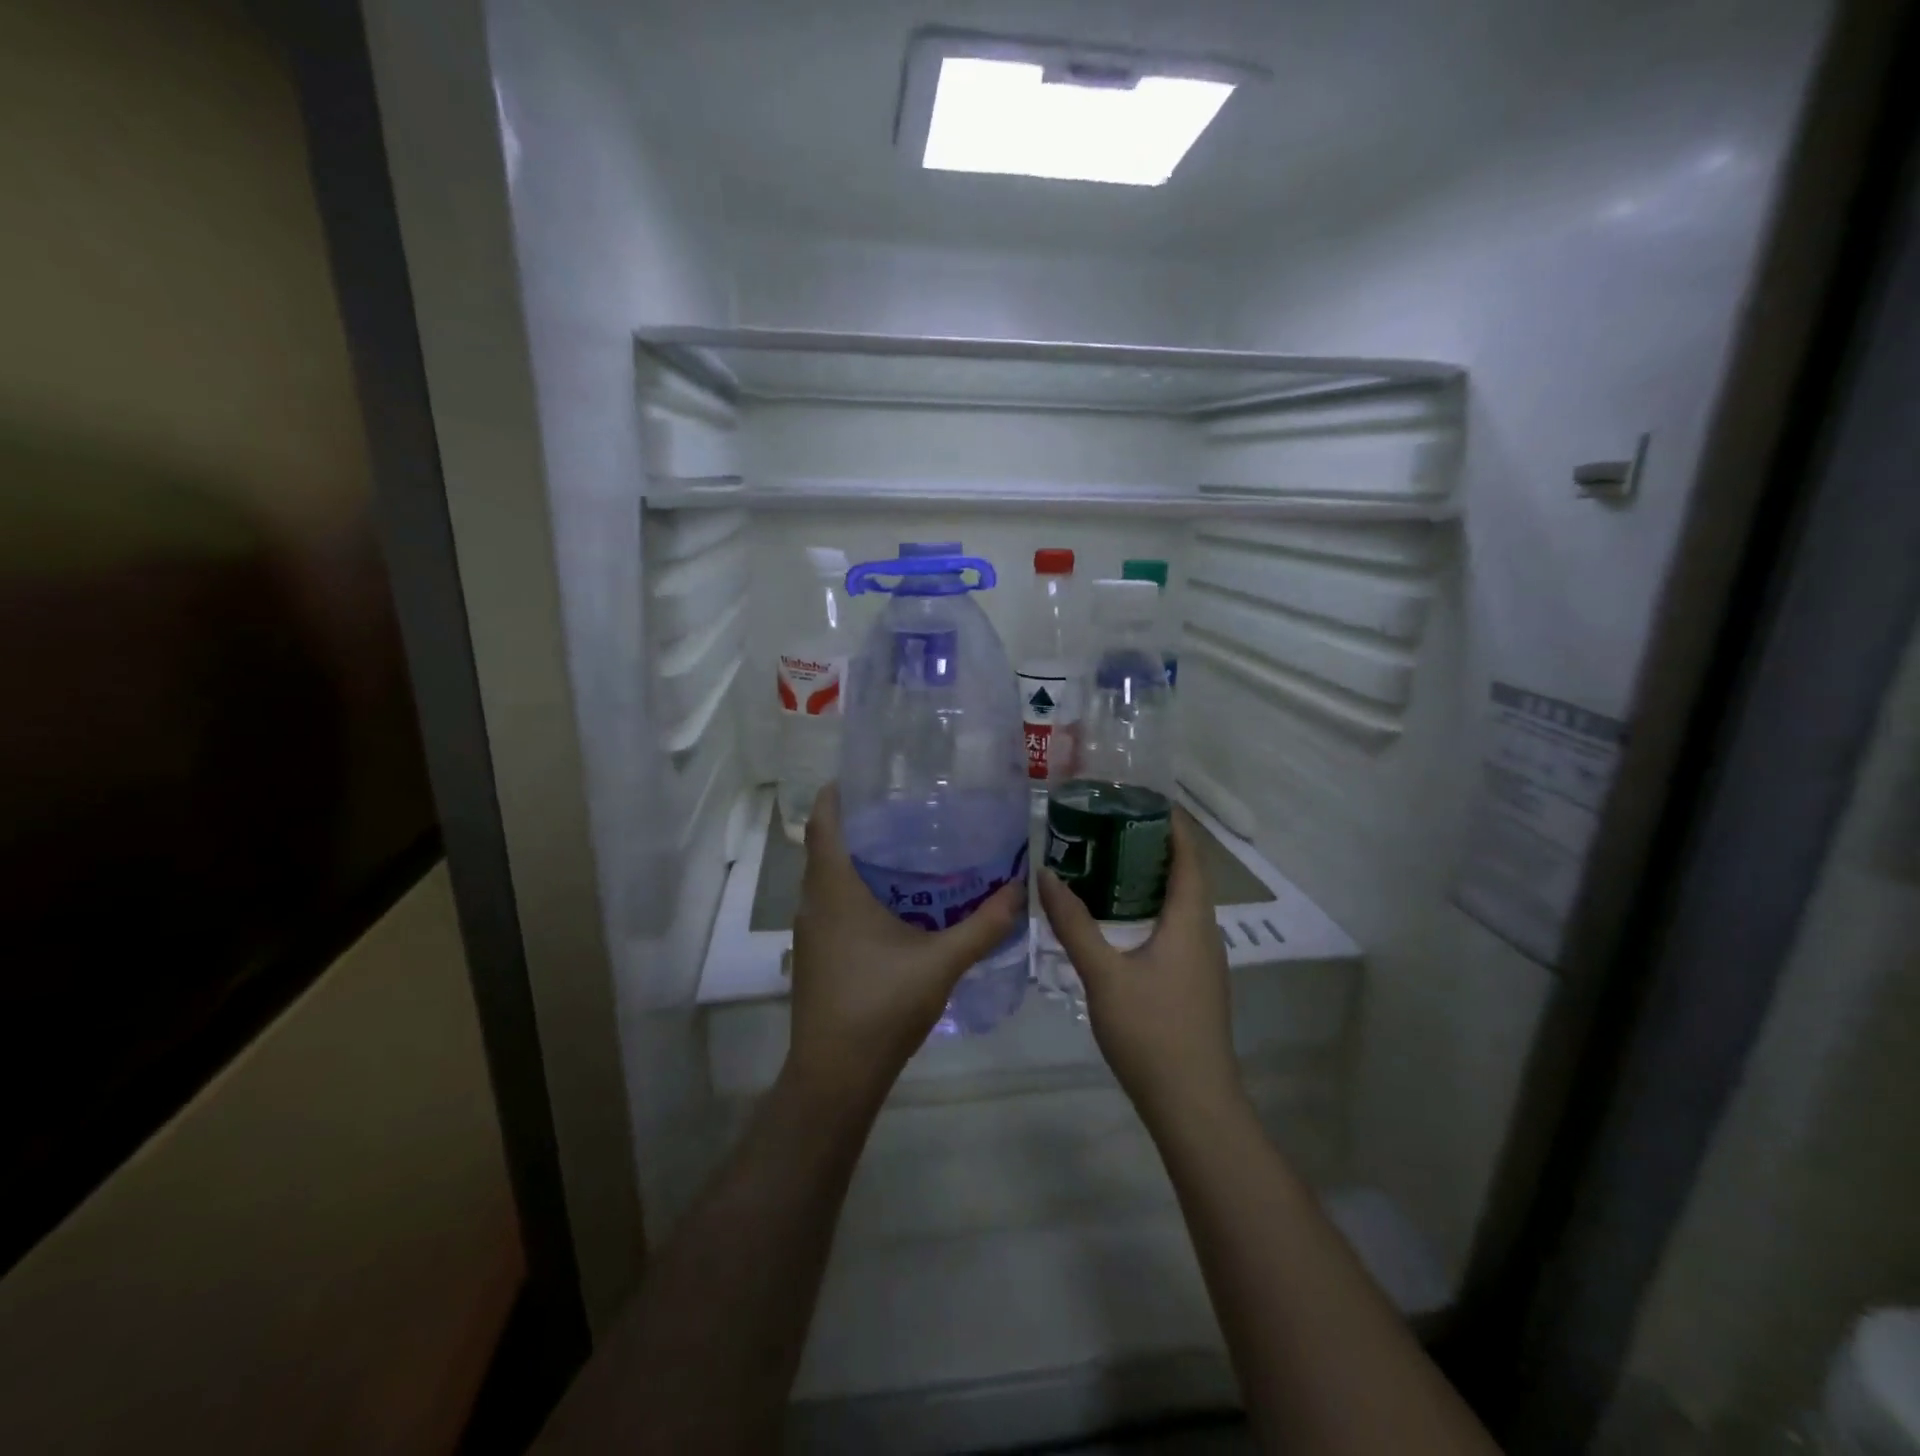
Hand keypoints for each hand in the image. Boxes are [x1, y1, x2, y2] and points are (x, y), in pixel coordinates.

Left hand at [783, 784, 1025, 1112]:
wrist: (835, 1076)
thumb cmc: (881, 1006)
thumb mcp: (941, 962)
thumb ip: (983, 926)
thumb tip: (1019, 889)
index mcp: (835, 889)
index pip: (823, 822)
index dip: (837, 793)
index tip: (868, 776)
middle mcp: (814, 902)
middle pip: (827, 846)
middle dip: (860, 824)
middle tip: (907, 809)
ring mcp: (811, 931)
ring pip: (829, 878)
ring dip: (859, 860)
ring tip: (907, 849)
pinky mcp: (816, 954)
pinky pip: (833, 904)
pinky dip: (857, 890)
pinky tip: (896, 903)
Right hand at [1037, 809, 1242, 1127]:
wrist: (1193, 1105)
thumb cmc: (1152, 1031)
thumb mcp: (1103, 974)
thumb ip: (1074, 924)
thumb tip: (1046, 876)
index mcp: (1190, 919)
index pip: (1189, 854)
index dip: (1171, 822)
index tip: (1141, 796)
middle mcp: (1204, 932)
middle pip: (1185, 874)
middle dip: (1152, 845)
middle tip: (1108, 824)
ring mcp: (1203, 961)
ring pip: (1180, 904)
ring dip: (1150, 878)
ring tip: (1106, 861)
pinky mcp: (1194, 983)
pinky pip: (1175, 928)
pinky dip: (1150, 908)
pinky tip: (1119, 918)